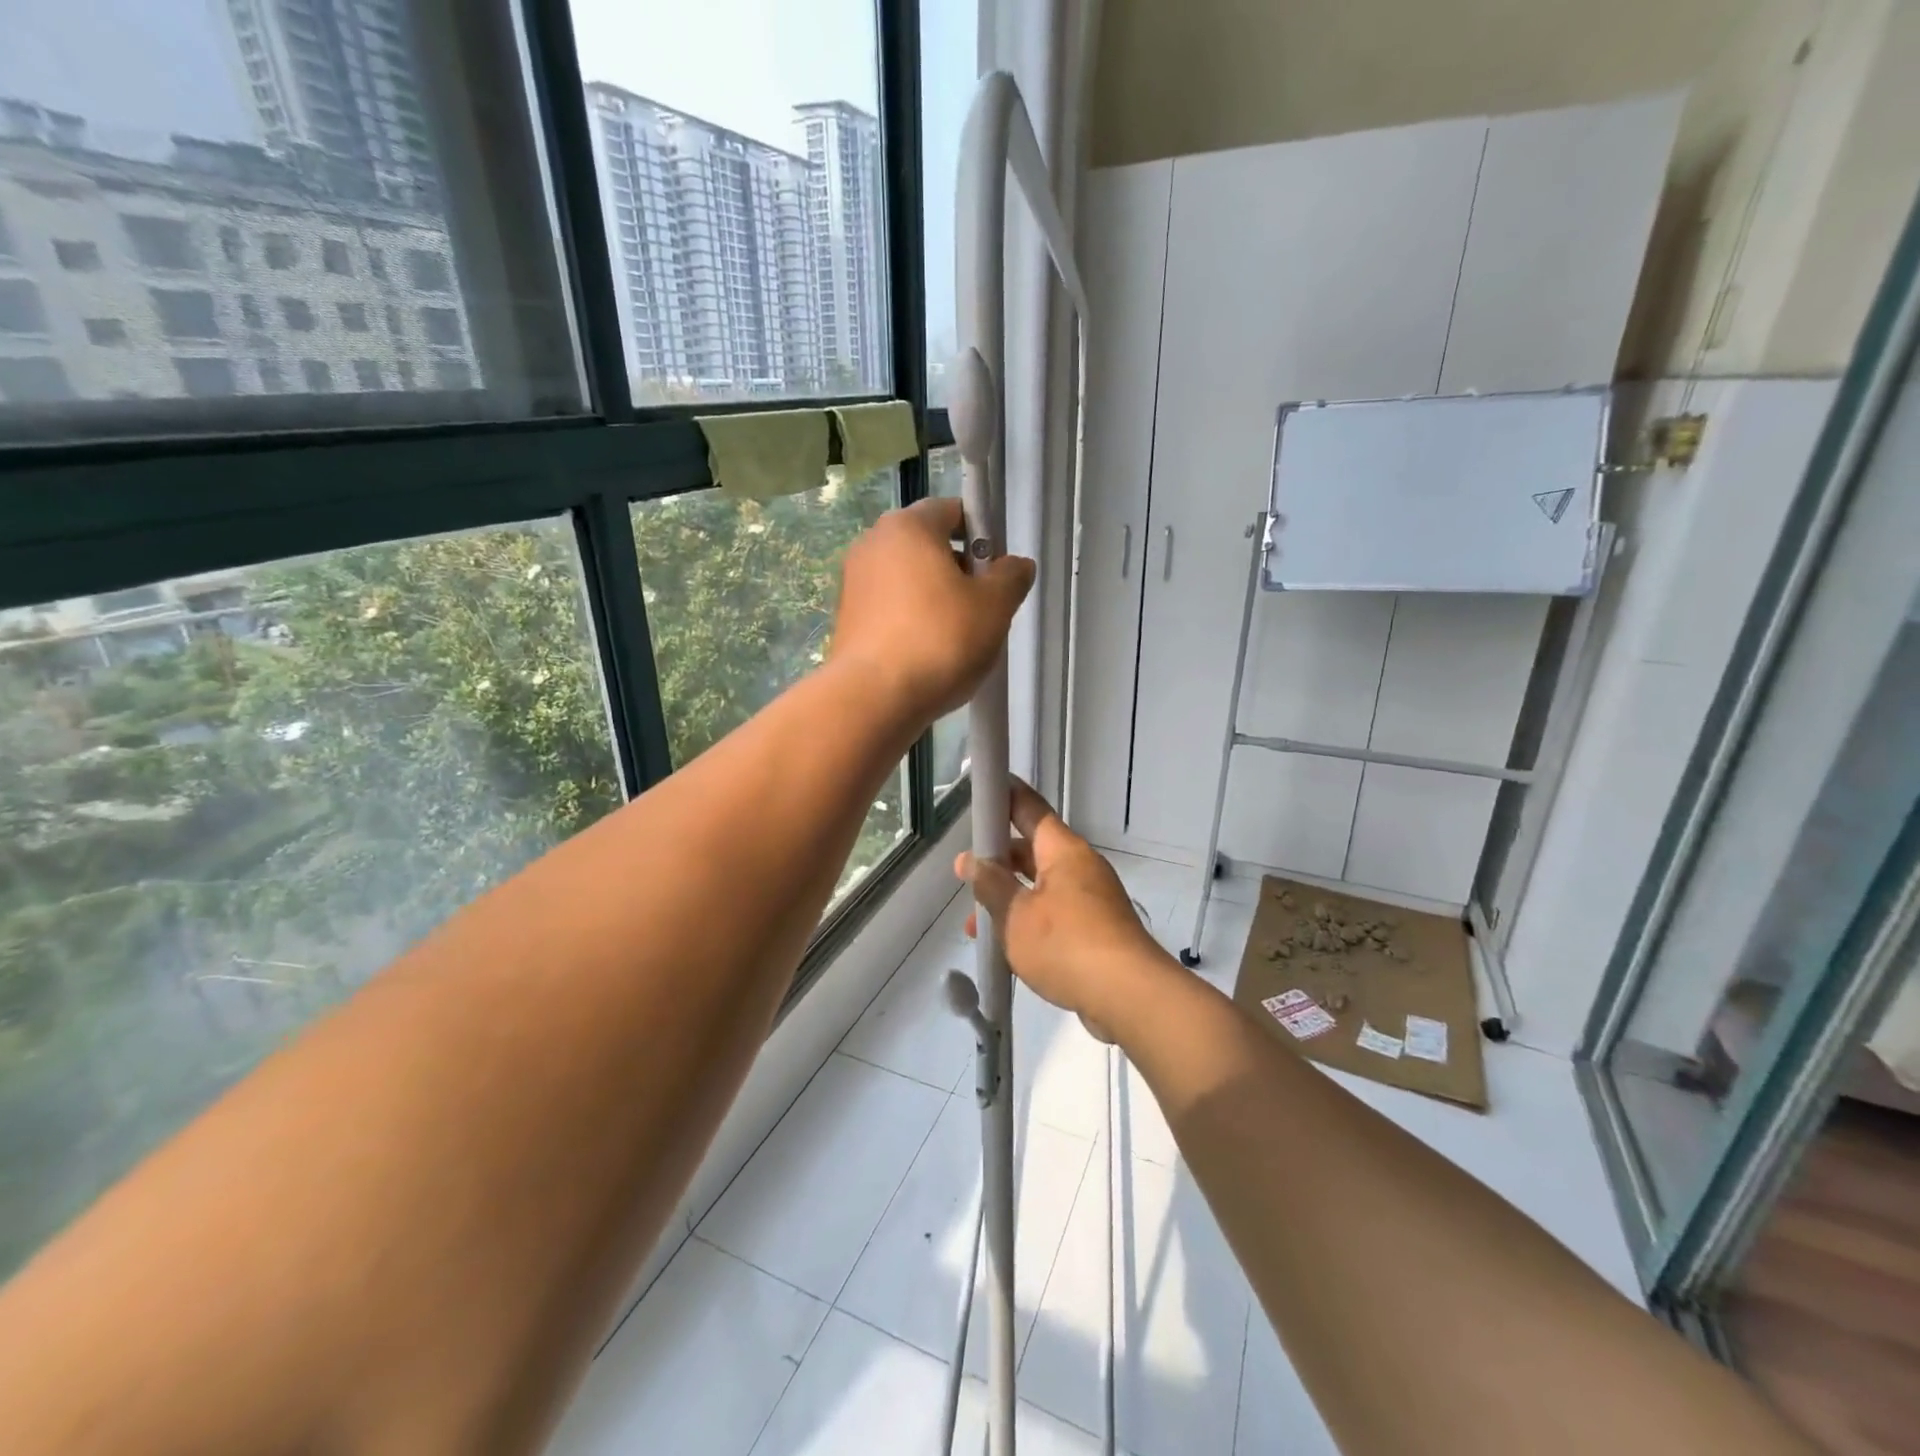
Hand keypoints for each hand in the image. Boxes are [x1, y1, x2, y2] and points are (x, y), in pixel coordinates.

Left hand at [832, 498, 1034, 722]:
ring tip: (957, 639)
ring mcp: (853, 583)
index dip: (981, 536)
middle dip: (958, 571)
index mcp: (908, 526)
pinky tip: (927, 655)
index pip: (951, 511)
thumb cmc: (940, 640)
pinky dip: (910, 622)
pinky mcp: (845, 619)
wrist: (874, 698)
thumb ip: (1011, 577)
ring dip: (935, 599)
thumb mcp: (995, 607)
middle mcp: (872, 544)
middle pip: (927, 546)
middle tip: (982, 609)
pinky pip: (889, 609)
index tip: (995, 571)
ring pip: (908, 580)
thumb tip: (1015, 566)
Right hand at [956, 780, 1171, 1027]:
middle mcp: (1080, 867)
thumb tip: (969, 860)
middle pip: (1032, 850)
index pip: (1030, 809)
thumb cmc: (1066, 944)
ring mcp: (1092, 899)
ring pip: (1040, 887)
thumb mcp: (1015, 915)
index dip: (1005, 796)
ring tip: (974, 926)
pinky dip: (1029, 921)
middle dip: (997, 861)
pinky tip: (1007, 949)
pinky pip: (1055, 914)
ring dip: (1009, 899)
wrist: (1128, 996)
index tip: (983, 788)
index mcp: (1063, 851)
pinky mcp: (1097, 930)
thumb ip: (990, 885)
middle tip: (965, 874)